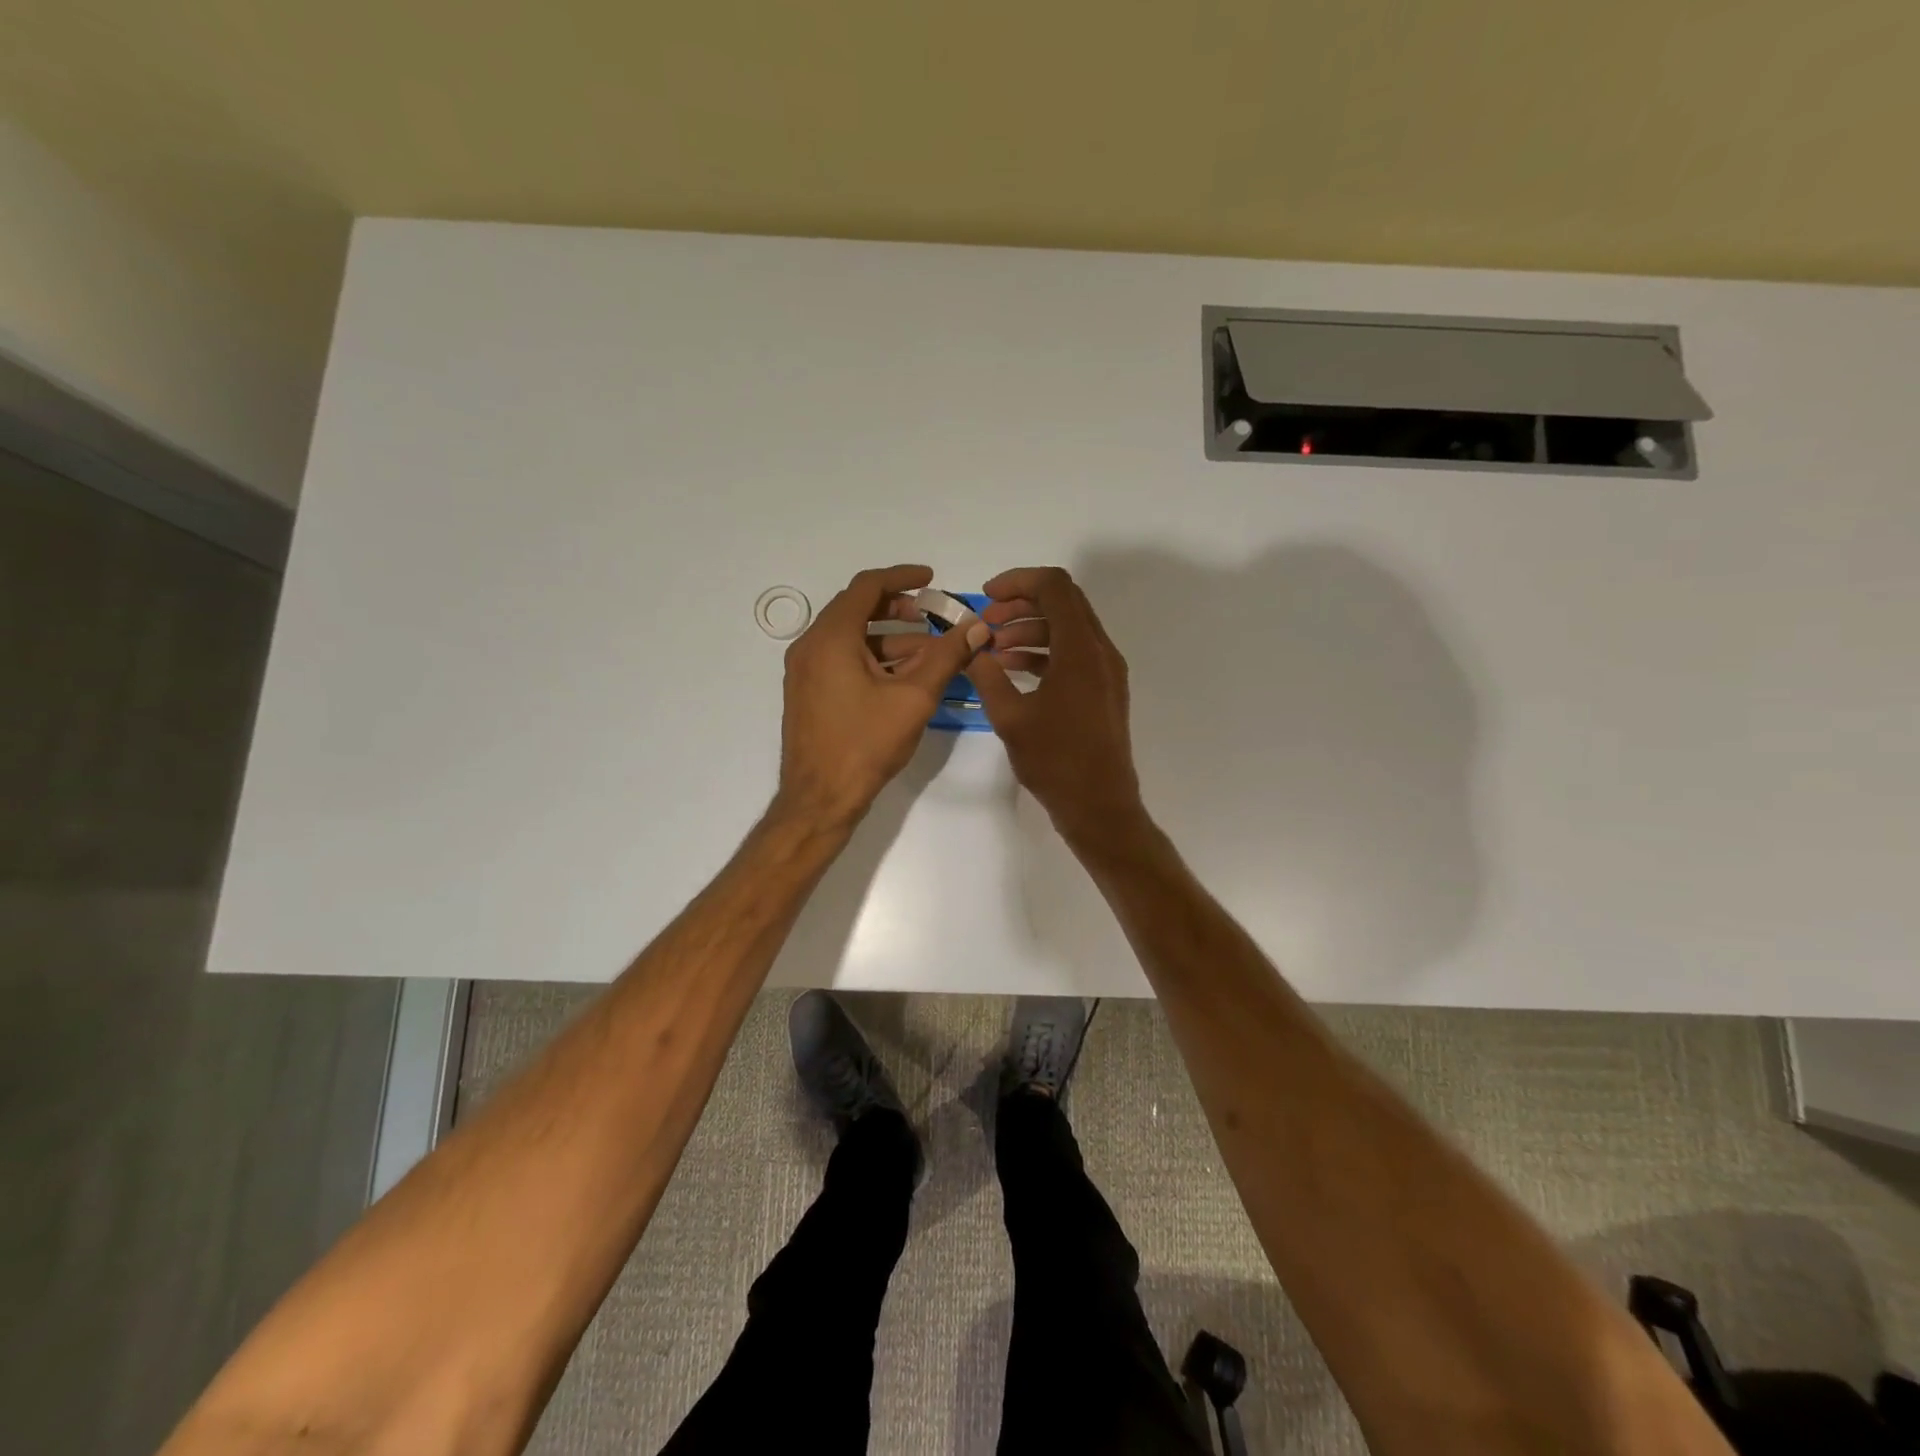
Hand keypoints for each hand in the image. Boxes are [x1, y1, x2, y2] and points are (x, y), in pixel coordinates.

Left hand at [775, 564, 987, 831]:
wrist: (819, 799)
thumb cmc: (866, 745)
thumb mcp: (914, 698)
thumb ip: (947, 656)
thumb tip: (978, 627)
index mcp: (831, 638)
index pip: (867, 586)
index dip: (903, 577)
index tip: (932, 579)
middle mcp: (810, 646)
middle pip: (856, 609)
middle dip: (898, 608)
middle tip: (932, 616)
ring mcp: (805, 671)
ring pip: (851, 638)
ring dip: (889, 638)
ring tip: (929, 651)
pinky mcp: (808, 692)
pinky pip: (841, 660)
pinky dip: (873, 658)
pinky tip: (904, 677)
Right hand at [968, 566, 1146, 844]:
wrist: (1099, 806)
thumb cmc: (1055, 761)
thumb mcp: (1010, 717)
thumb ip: (986, 675)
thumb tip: (969, 647)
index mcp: (1080, 650)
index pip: (1054, 586)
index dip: (1017, 581)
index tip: (985, 598)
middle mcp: (1100, 651)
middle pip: (1063, 602)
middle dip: (1020, 604)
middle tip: (986, 623)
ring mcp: (1106, 671)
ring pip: (1068, 629)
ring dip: (1030, 629)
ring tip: (994, 649)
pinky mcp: (1104, 690)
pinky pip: (1073, 654)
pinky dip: (1044, 652)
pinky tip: (1013, 670)